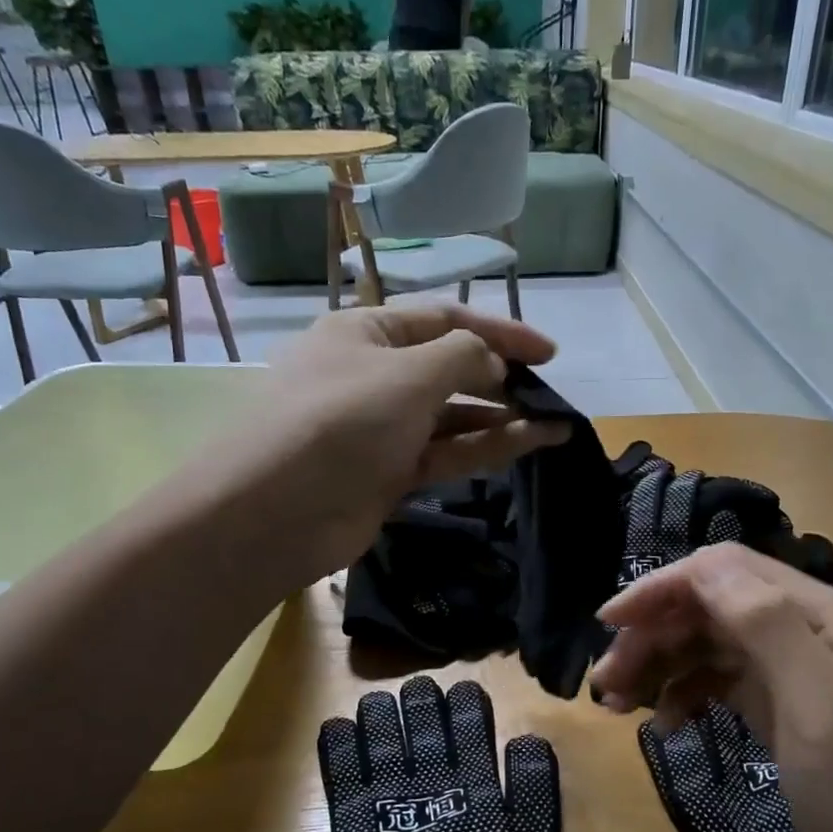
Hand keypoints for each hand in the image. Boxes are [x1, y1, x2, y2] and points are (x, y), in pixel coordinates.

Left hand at [243, 304, 569, 576]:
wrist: (276, 511)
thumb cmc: (341, 421)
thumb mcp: (408, 374)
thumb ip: (463, 356)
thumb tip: (494, 362)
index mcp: (367, 332)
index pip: (444, 319)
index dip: (500, 331)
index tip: (549, 353)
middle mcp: (375, 375)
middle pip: (449, 368)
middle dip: (501, 377)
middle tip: (549, 392)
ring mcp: (382, 428)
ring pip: (453, 416)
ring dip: (502, 417)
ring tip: (556, 423)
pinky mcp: (390, 474)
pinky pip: (446, 453)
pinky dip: (486, 447)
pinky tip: (531, 444)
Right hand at [591, 543, 832, 831]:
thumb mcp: (824, 708)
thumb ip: (767, 627)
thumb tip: (702, 567)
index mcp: (821, 615)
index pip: (725, 572)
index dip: (662, 588)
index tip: (611, 626)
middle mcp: (804, 630)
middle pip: (709, 607)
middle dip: (652, 634)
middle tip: (607, 683)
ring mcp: (792, 671)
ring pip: (707, 644)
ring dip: (659, 664)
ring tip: (618, 705)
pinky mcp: (780, 708)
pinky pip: (718, 682)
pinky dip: (684, 694)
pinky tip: (663, 724)